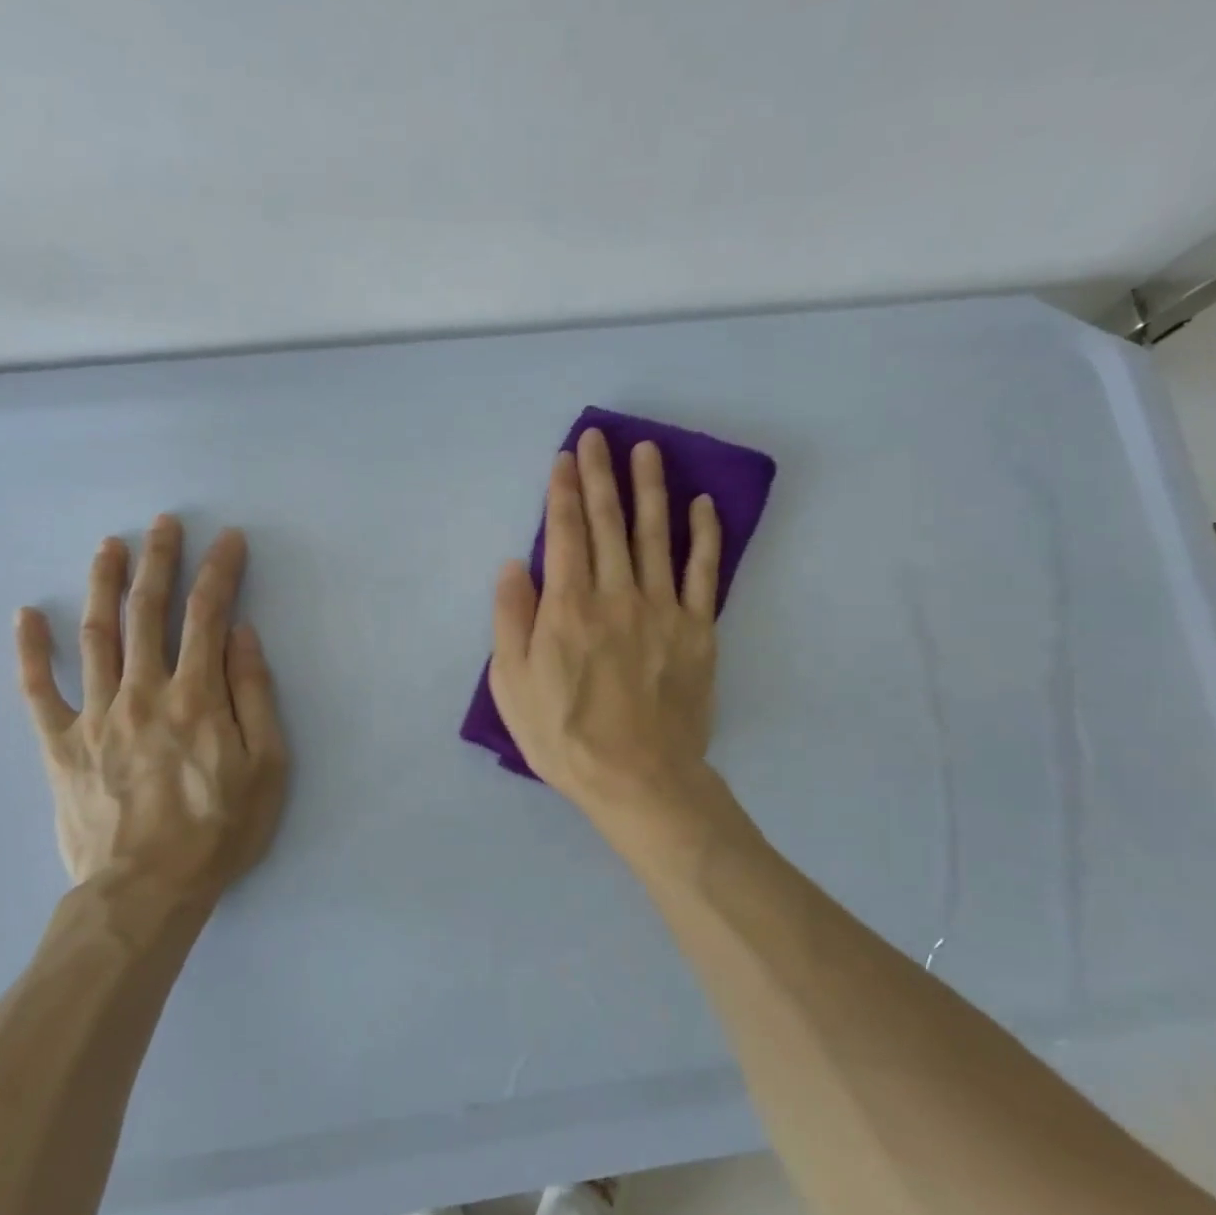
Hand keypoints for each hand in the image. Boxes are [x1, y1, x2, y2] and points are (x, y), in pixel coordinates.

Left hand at [15, 515, 287, 908]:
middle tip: (163, 523)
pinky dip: (31, 651)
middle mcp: (142, 692)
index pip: (207, 616)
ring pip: (95, 636)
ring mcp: (95, 716)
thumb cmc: (220, 830)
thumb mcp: (266, 766)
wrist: (146, 892)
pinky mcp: (61, 746)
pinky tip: (26, 615)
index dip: (218, 572)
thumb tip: (241, 635)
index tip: (227, 539)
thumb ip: (253, 695)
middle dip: (158, 562)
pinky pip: (38, 691)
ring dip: (102, 585)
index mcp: (196, 696)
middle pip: (147, 612)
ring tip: (108, 546)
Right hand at [488, 428, 722, 822]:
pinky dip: (704, 535)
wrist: (637, 778)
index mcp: (567, 606)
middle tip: (599, 436)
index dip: (563, 490)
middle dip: (600, 475)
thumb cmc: (564, 736)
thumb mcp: (512, 684)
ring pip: (655, 534)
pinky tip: (702, 504)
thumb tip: (514, 565)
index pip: (564, 533)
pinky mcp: (697, 630)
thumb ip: (511, 619)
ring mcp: (662, 609)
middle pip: (607, 522)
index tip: (565, 457)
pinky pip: (702, 572)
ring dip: (649, 488)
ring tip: (647, 450)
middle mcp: (616, 594)